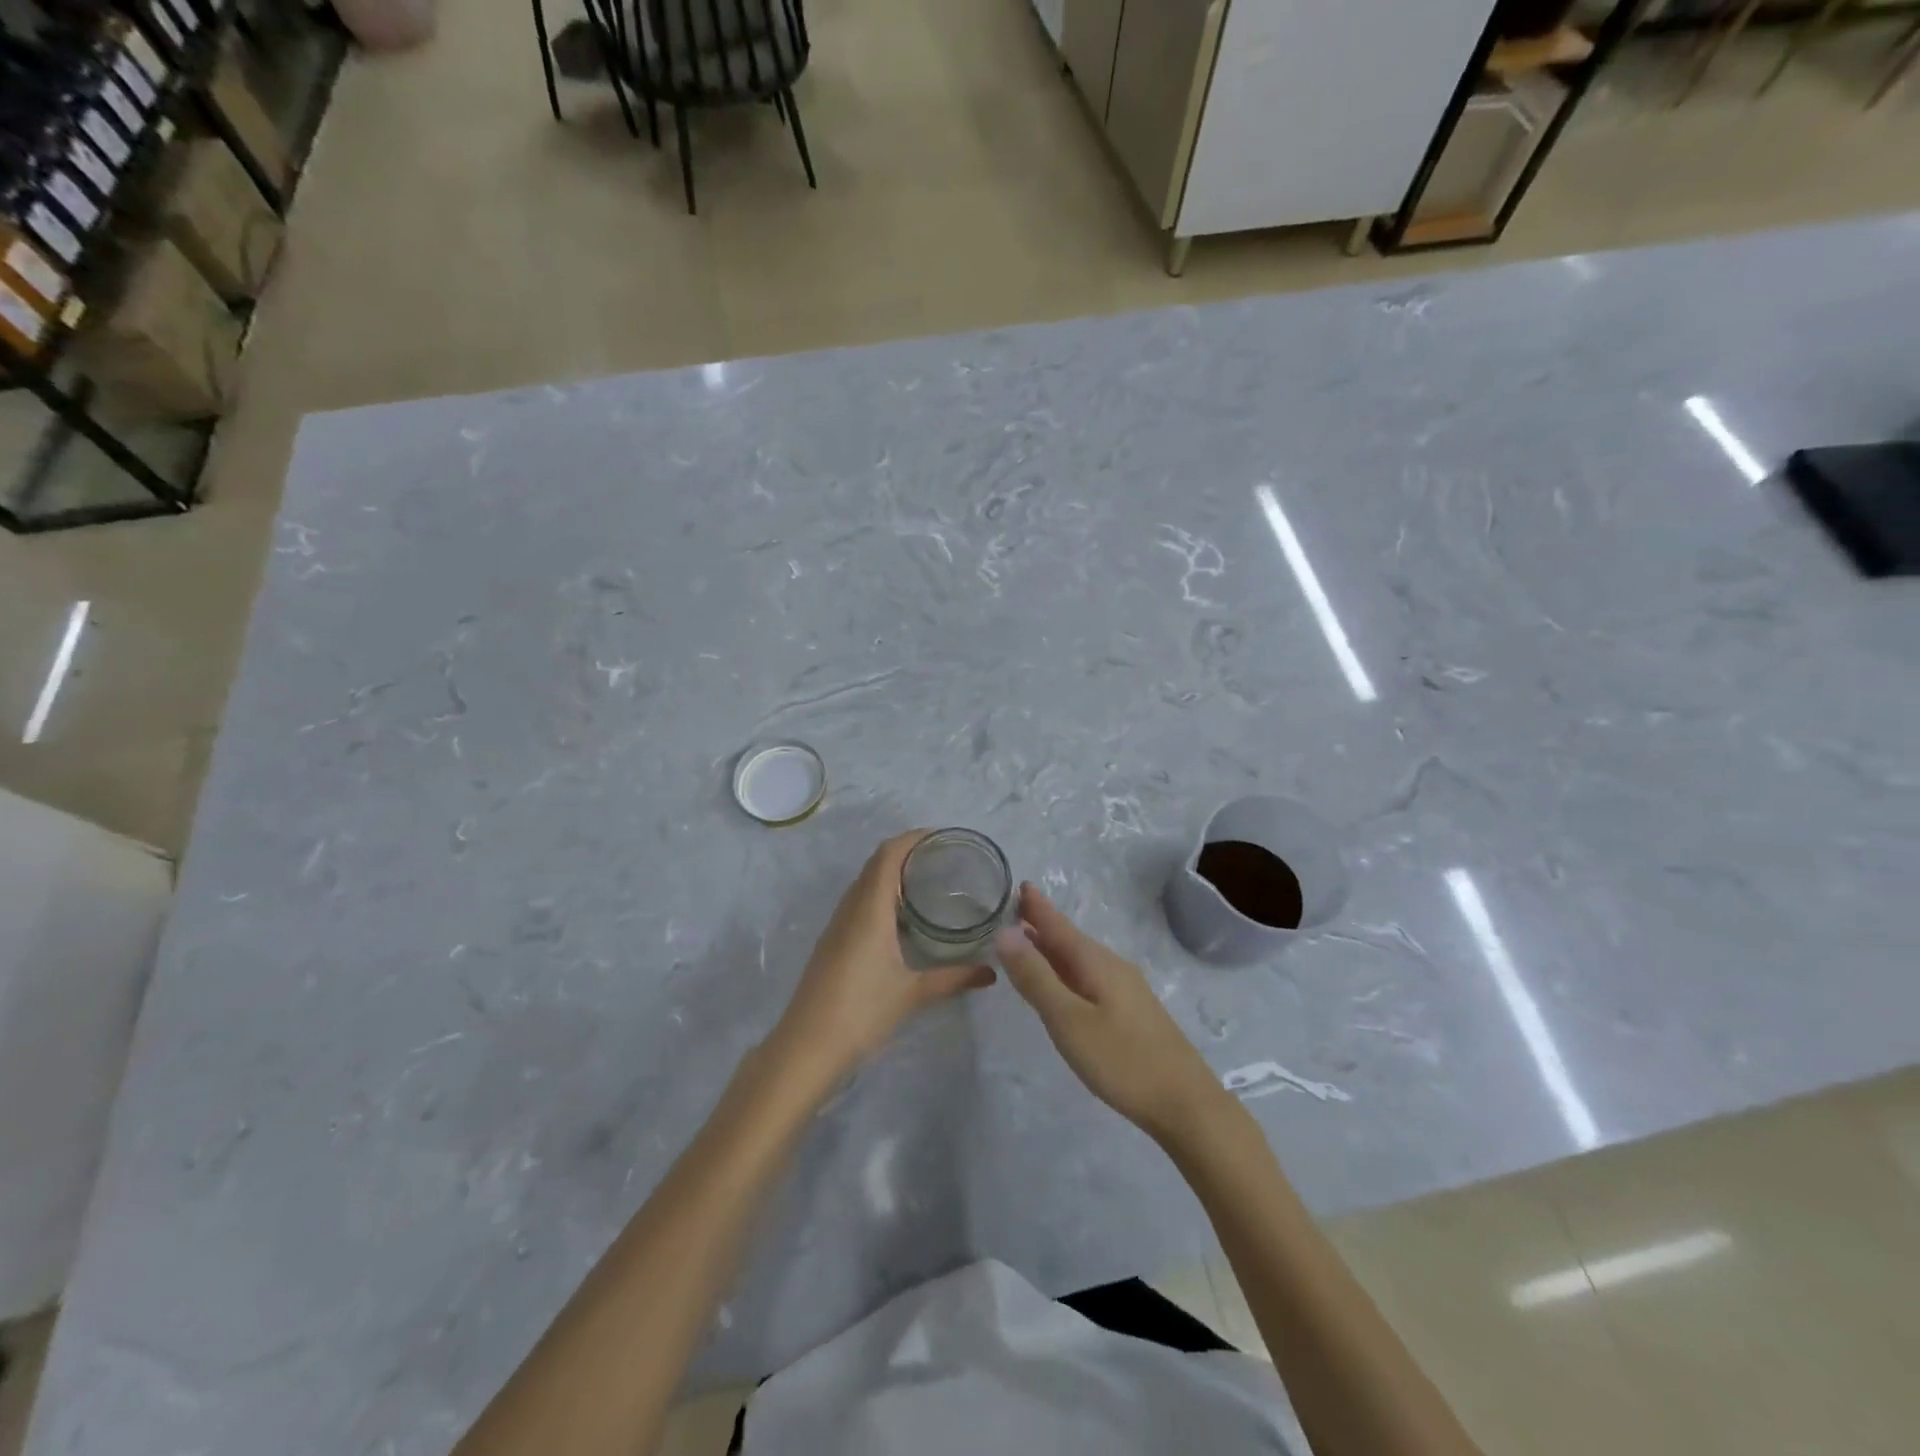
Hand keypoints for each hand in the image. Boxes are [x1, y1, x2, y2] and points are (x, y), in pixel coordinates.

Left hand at [770, 831, 995, 1084]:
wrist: (806, 1046)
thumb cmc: (861, 1011)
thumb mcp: (913, 993)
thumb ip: (953, 978)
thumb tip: (991, 972)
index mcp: (870, 908)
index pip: (888, 855)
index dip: (913, 838)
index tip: (942, 837)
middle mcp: (850, 908)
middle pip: (875, 864)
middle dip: (906, 852)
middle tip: (942, 859)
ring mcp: (836, 925)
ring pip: (864, 883)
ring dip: (890, 874)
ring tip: (925, 882)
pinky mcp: (831, 942)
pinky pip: (857, 903)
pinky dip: (879, 895)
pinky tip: (899, 917)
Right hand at [996, 884, 1226, 1141]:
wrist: (1186, 1104)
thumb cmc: (1122, 1060)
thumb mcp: (1068, 1020)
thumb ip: (1036, 977)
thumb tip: (1005, 932)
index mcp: (1096, 963)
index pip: (1059, 926)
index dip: (1037, 908)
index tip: (1019, 884)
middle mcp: (1112, 967)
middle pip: (1070, 940)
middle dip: (1043, 925)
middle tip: (1014, 911)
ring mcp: (1126, 990)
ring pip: (1081, 960)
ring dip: (1054, 948)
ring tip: (1029, 942)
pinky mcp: (1132, 1012)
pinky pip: (1090, 977)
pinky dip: (1068, 970)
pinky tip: (1063, 984)